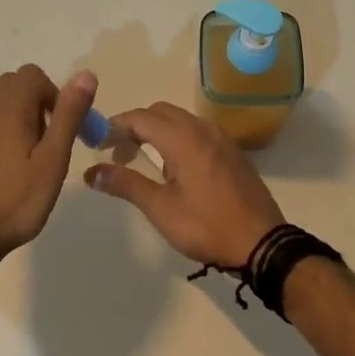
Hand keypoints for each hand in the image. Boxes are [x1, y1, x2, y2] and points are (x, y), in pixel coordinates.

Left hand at [0, 65, 96, 265]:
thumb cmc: (13, 202)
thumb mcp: (52, 161)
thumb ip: (68, 116)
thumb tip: (85, 75)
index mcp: (8, 109)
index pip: (32, 75)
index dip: (52, 95)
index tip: (59, 129)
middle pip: (10, 88)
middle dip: (33, 106)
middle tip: (45, 146)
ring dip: (12, 125)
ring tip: (22, 166)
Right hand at [84, 102, 283, 270]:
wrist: (262, 244)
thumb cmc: (207, 226)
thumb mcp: (160, 208)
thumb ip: (125, 184)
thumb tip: (92, 172)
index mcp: (183, 139)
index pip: (140, 118)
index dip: (115, 126)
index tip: (97, 142)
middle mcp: (203, 130)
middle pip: (160, 112)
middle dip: (135, 126)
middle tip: (118, 153)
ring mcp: (222, 139)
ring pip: (181, 120)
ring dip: (157, 131)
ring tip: (143, 160)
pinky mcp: (233, 153)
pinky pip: (198, 132)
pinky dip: (178, 138)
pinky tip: (175, 168)